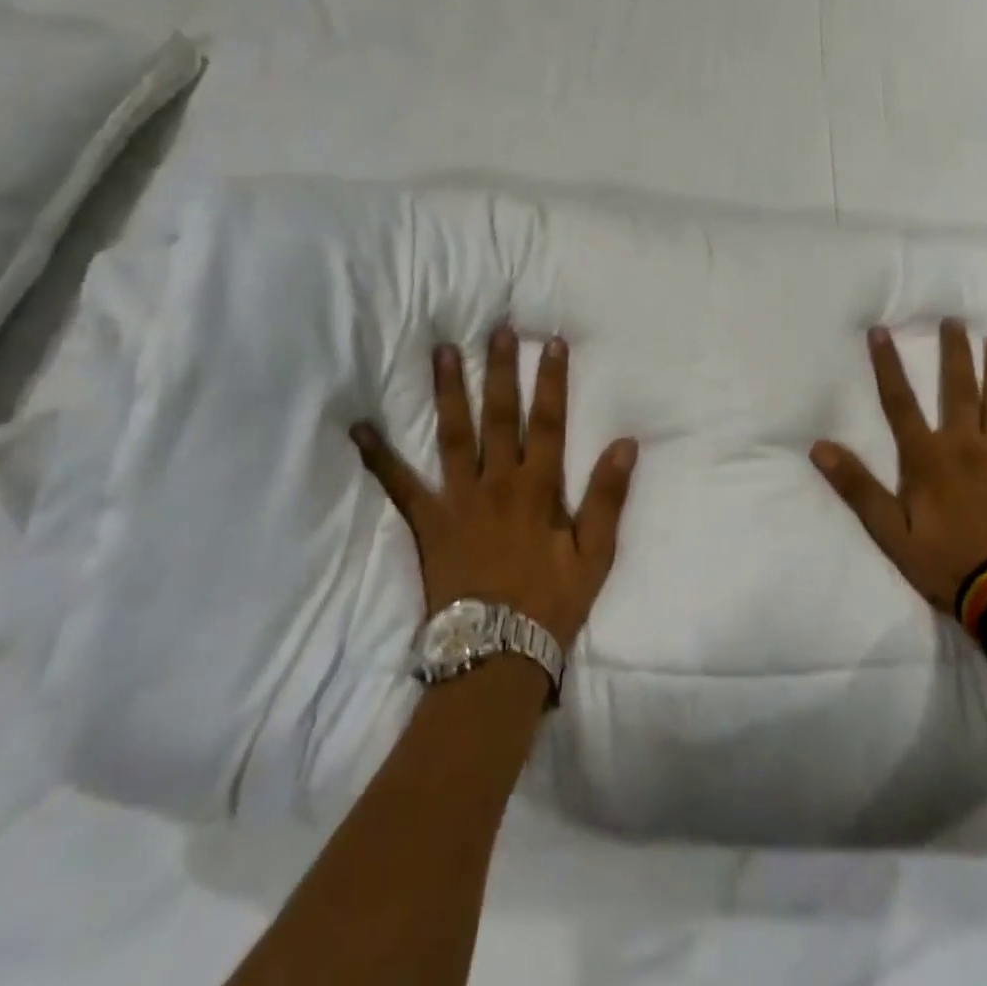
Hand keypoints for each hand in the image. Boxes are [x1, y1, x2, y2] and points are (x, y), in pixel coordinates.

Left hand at [351, 327, 637, 648]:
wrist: (497, 655)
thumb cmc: (551, 603)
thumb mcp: (595, 555)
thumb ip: (607, 497)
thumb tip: (625, 443)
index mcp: (538, 489)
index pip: (548, 422)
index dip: (552, 381)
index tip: (552, 343)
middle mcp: (497, 483)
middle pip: (499, 416)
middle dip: (500, 370)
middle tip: (496, 330)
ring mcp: (458, 500)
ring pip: (453, 435)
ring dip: (449, 391)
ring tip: (443, 352)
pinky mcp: (428, 522)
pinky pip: (400, 486)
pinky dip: (380, 457)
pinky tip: (361, 428)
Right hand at [811, 321, 986, 614]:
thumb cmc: (944, 564)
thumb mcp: (889, 532)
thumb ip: (857, 486)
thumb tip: (820, 447)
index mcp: (927, 457)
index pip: (899, 401)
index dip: (887, 365)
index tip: (881, 331)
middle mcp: (965, 444)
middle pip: (957, 389)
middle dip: (953, 353)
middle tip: (954, 320)